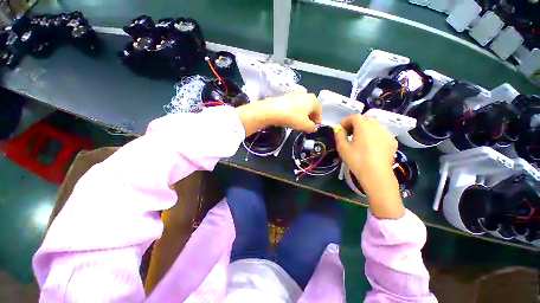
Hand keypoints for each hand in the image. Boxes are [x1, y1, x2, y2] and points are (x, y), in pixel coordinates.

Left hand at [237, 92, 321, 135]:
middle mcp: (305, 94)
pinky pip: (294, 105)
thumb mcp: (305, 125)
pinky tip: (291, 117)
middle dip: (310, 116)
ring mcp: (295, 94)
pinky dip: (295, 111)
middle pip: (311, 107)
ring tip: (299, 122)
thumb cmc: (293, 117)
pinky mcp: (286, 96)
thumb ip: (312, 127)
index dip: (318, 120)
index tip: (315, 127)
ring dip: (303, 114)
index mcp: (313, 100)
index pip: (319, 110)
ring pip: (302, 105)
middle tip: (308, 125)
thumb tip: (313, 127)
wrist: (273, 110)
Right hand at [335, 115, 396, 176]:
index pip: (354, 117)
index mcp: (364, 126)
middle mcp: (377, 126)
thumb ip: (339, 135)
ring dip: (365, 128)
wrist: (376, 174)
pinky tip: (370, 144)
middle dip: (355, 124)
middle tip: (348, 133)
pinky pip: (381, 133)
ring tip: (359, 139)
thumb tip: (338, 129)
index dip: (345, 121)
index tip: (340, 129)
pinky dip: (374, 135)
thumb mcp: (342, 147)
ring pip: (374, 125)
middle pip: (365, 119)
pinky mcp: (392, 141)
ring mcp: (387, 133)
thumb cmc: (356, 159)